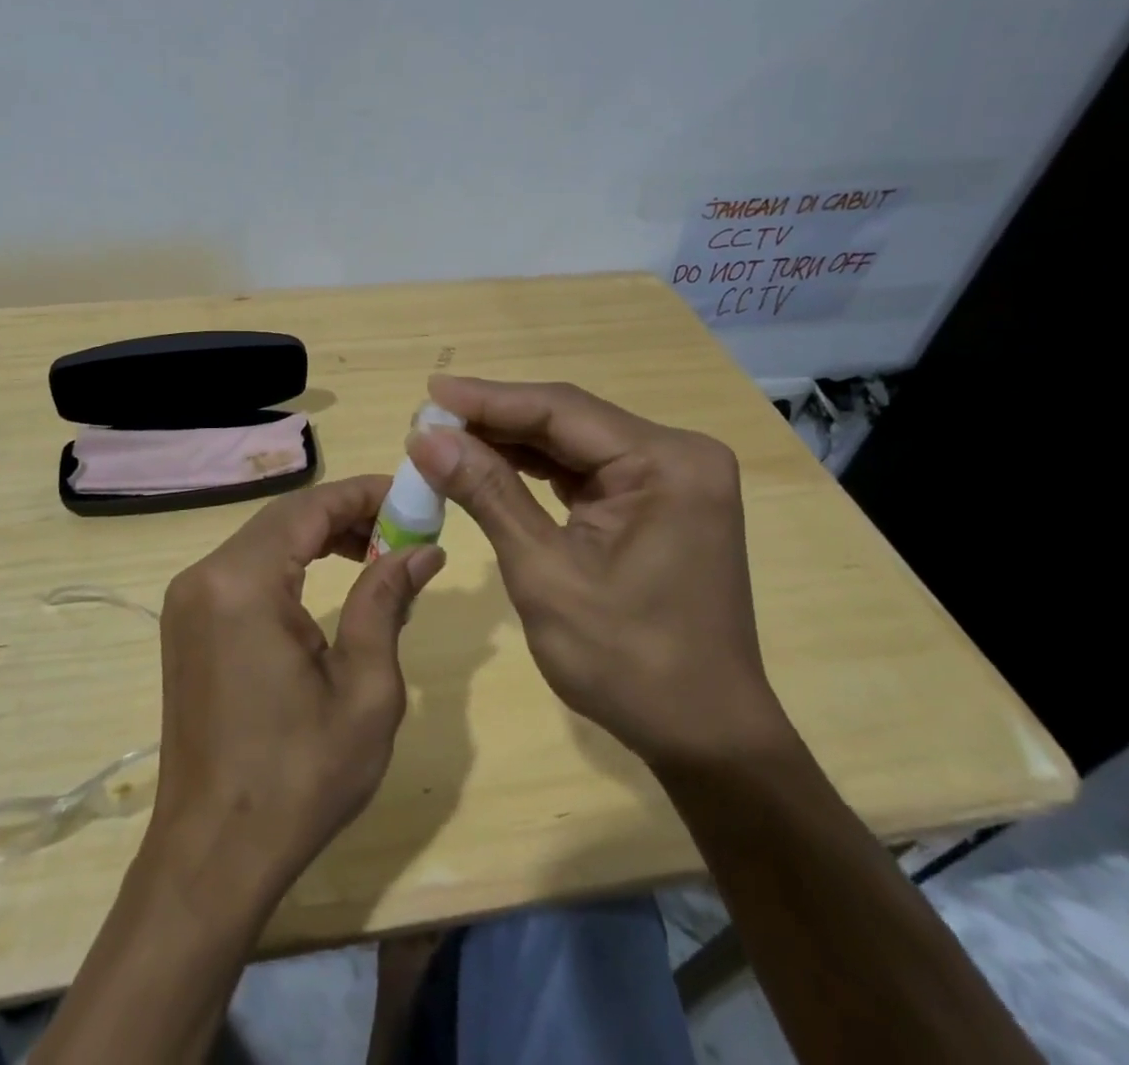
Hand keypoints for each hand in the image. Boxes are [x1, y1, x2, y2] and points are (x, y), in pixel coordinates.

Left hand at [148, 476, 446, 899]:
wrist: (213, 854)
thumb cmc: (299, 777)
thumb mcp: (365, 690)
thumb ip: (386, 602)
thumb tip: (422, 551)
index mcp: (243, 583)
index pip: (309, 507)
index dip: (363, 493)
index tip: (412, 496)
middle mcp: (206, 576)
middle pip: (284, 517)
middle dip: (345, 513)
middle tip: (402, 528)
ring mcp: (188, 599)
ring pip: (264, 539)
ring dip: (318, 536)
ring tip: (374, 552)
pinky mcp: (186, 622)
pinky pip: (245, 568)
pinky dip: (290, 562)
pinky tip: (327, 580)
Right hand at [406, 375, 786, 768]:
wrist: (702, 735)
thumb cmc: (627, 661)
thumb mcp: (544, 573)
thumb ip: (488, 494)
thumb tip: (426, 438)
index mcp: (666, 464)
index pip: (561, 410)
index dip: (488, 399)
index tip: (427, 394)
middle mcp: (676, 455)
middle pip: (568, 420)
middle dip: (494, 421)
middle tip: (427, 421)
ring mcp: (670, 478)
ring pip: (572, 443)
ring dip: (510, 443)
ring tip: (445, 440)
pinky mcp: (657, 501)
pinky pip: (586, 470)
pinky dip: (535, 470)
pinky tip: (489, 465)